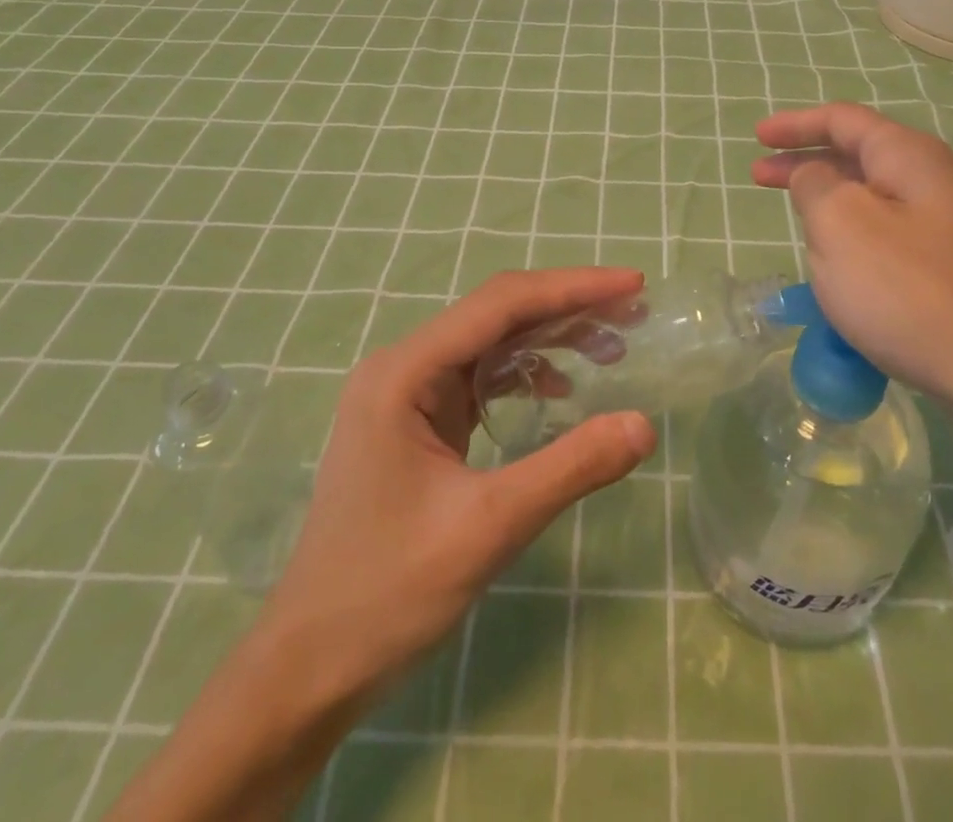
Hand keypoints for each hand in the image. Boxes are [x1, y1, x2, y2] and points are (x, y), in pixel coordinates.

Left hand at [252, 268, 657, 696]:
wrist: (308, 669)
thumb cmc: (387, 594)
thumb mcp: (489, 528)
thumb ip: (570, 468)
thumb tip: (644, 424)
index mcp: (405, 372)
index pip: (501, 304)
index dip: (572, 288)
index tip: (632, 284)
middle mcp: (404, 367)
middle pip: (498, 314)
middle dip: (567, 308)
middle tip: (633, 312)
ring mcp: (407, 394)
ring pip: (492, 343)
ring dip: (551, 339)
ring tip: (612, 348)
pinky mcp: (418, 422)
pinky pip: (481, 378)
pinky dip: (526, 375)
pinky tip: (560, 392)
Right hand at [752, 102, 952, 416]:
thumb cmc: (913, 291)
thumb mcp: (842, 226)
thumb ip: (816, 187)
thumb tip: (817, 177)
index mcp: (908, 158)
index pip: (842, 120)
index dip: (795, 123)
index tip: (756, 138)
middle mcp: (936, 184)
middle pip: (859, 157)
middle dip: (806, 163)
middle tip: (760, 178)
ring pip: (876, 205)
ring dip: (832, 209)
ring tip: (798, 231)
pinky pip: (893, 246)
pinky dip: (857, 248)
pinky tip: (844, 282)